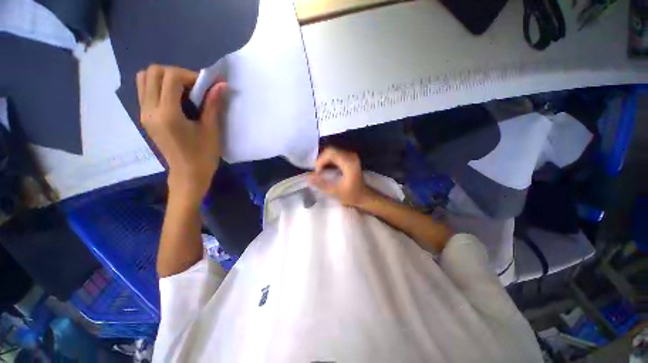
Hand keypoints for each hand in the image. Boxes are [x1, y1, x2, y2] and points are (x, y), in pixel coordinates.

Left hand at [136, 65, 226, 203]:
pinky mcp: (145, 117)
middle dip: (176, 73)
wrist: (188, 174)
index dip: (190, 75)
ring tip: (183, 90)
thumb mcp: (212, 130)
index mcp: (167, 115)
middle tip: (194, 86)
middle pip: (153, 72)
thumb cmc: (203, 155)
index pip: (170, 77)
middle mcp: (149, 110)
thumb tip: (221, 84)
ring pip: (145, 79)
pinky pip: (145, 90)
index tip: (206, 86)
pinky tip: (175, 98)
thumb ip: (213, 105)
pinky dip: (159, 86)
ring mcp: (144, 113)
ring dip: (165, 78)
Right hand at [307, 147, 372, 206]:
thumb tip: (307, 177)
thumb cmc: (351, 195)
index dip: (320, 161)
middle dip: (321, 160)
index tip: (318, 173)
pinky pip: (336, 154)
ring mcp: (351, 156)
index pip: (330, 153)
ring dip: (324, 160)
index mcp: (348, 163)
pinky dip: (329, 161)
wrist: (364, 196)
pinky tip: (328, 170)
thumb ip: (320, 183)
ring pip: (332, 152)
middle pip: (330, 150)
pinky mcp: (350, 158)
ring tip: (322, 172)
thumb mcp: (335, 192)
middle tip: (318, 172)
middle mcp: (351, 156)